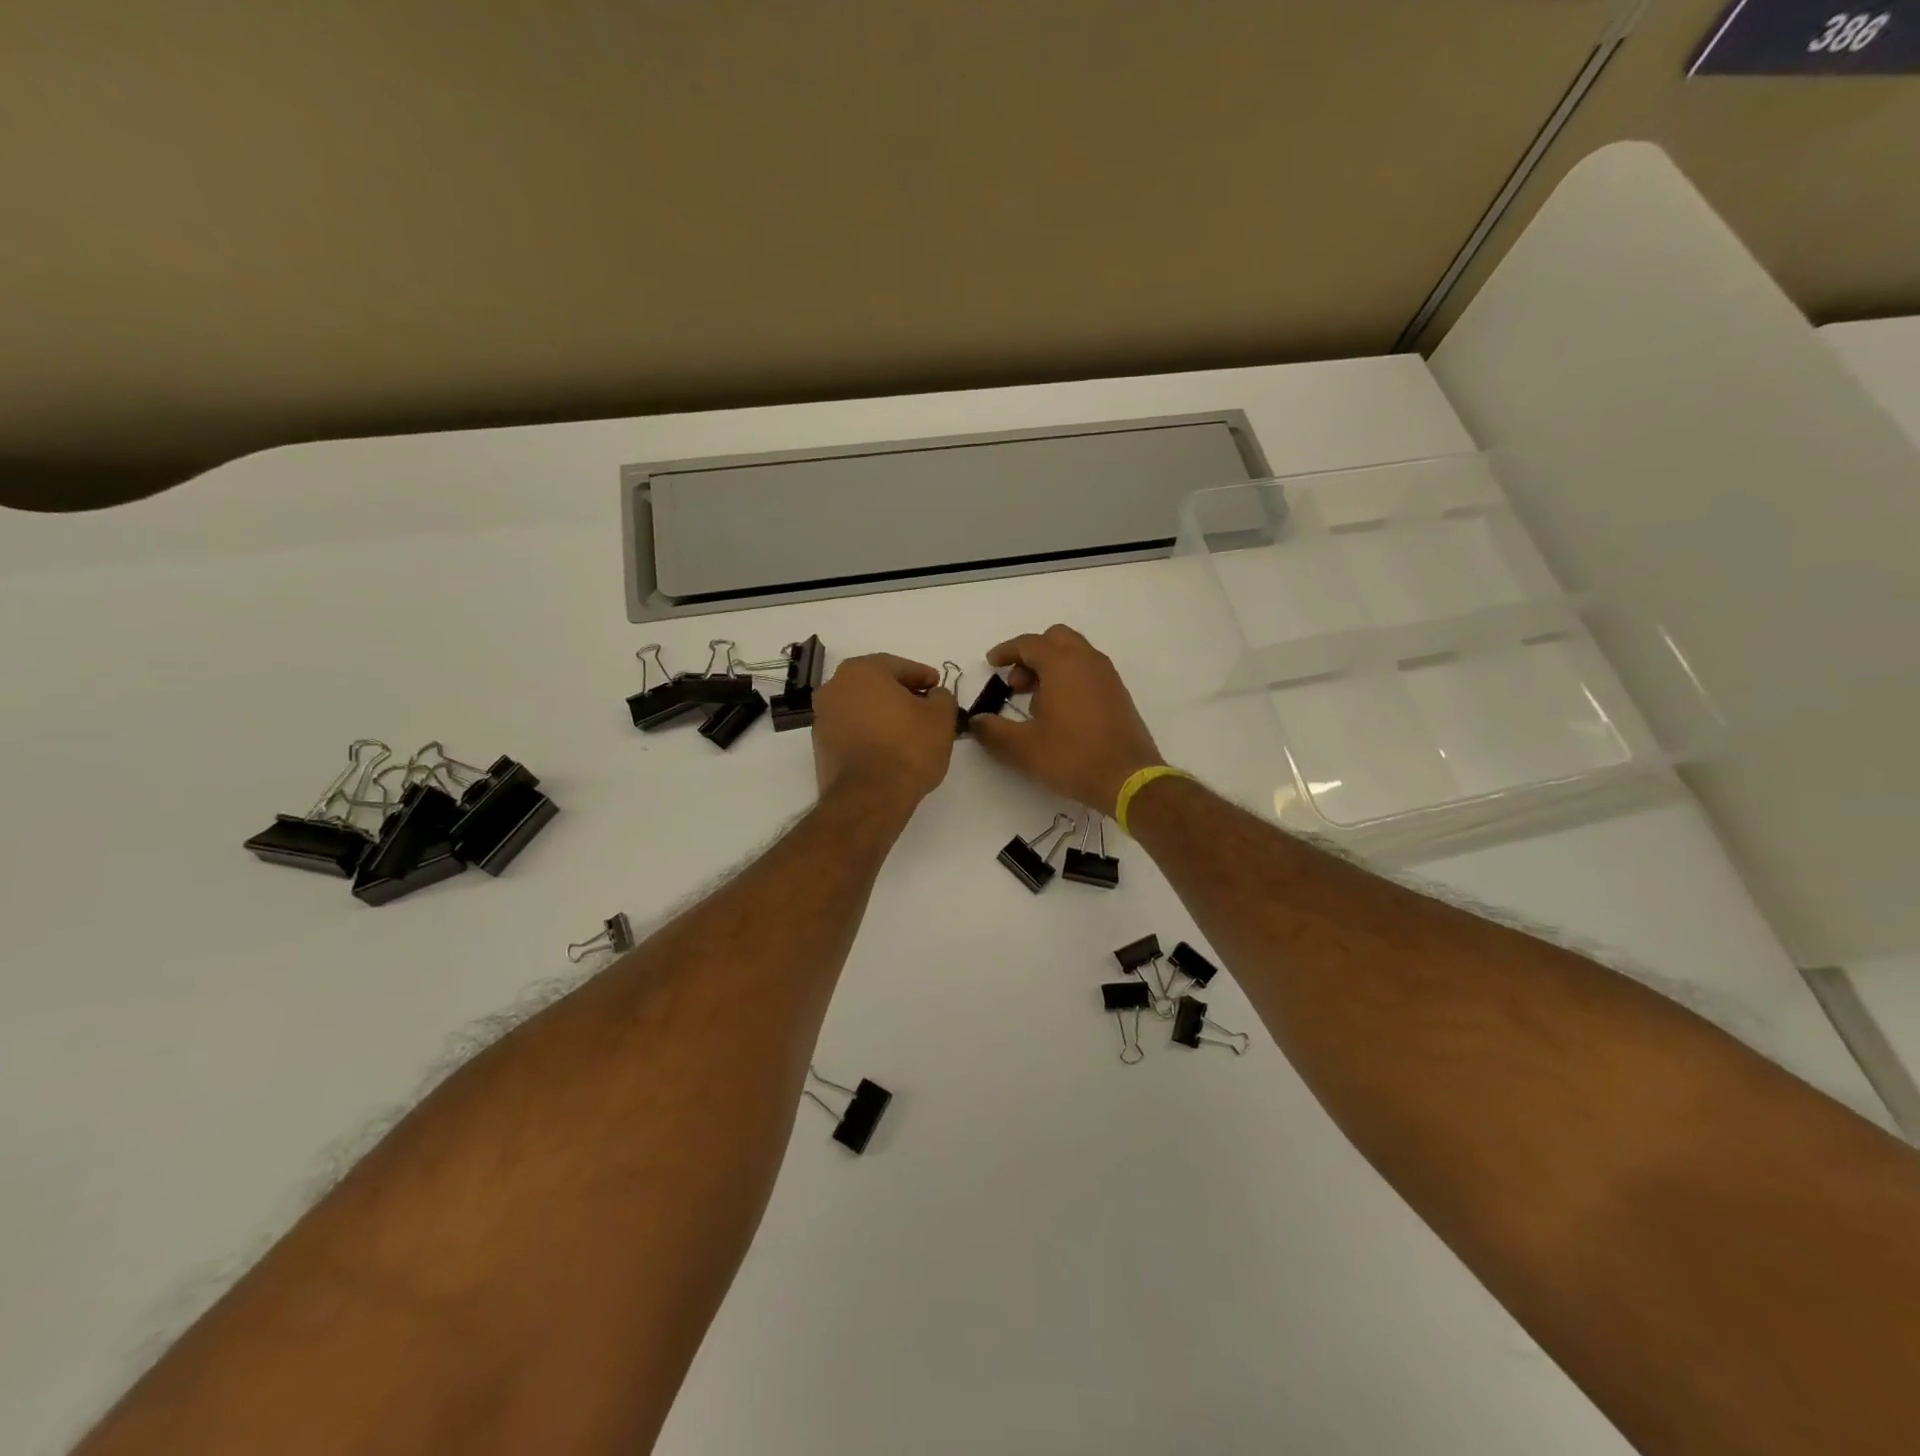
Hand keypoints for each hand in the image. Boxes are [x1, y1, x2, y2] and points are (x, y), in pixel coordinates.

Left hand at [811, 654, 957, 810]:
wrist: (868, 798)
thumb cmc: (907, 748)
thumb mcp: (941, 717)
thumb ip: (942, 697)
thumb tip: (934, 696)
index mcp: (861, 670)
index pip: (900, 666)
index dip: (924, 676)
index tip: (938, 687)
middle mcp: (835, 687)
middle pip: (877, 684)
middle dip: (901, 693)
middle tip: (925, 707)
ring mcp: (823, 717)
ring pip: (862, 707)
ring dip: (884, 714)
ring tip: (909, 731)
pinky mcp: (821, 746)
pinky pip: (852, 729)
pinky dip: (870, 732)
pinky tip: (889, 747)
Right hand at [968, 625, 1164, 814]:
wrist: (1127, 778)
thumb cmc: (1071, 757)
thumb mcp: (1022, 748)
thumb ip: (992, 731)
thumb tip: (977, 722)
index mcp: (1062, 664)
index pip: (1029, 643)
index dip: (1006, 651)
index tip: (991, 664)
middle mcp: (1087, 661)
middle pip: (1055, 639)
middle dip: (1031, 655)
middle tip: (1016, 684)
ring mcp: (1107, 676)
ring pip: (1074, 654)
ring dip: (1051, 666)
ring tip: (1035, 702)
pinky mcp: (1118, 694)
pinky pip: (1088, 671)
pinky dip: (1069, 678)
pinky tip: (1060, 712)